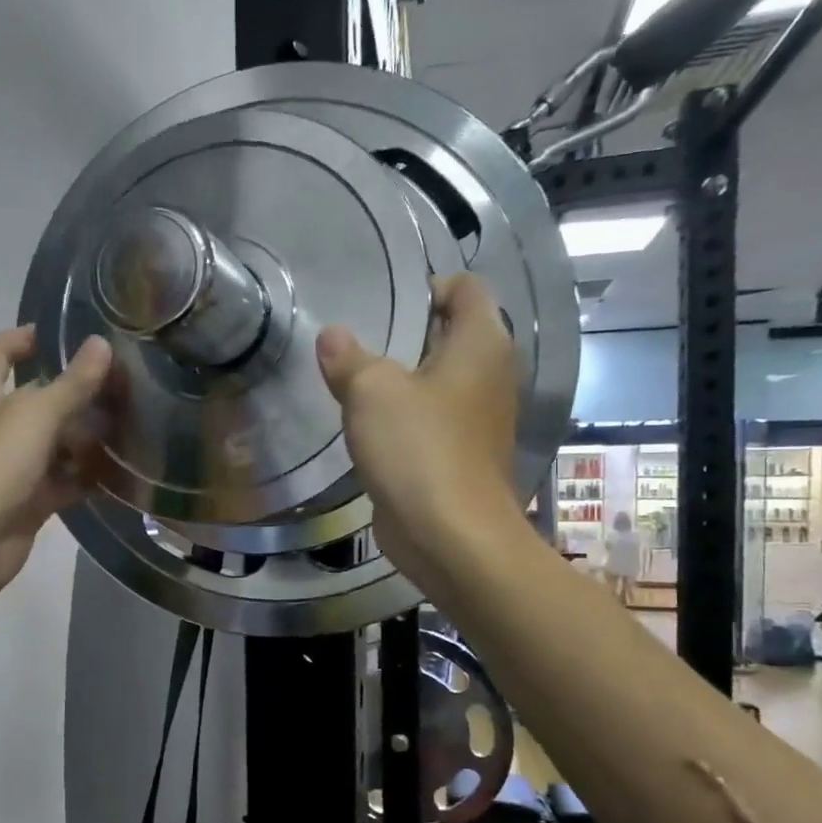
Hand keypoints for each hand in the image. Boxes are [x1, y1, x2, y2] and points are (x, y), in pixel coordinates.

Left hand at [0, 325, 113, 604]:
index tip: (71, 332)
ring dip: (85, 436)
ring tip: (131, 424)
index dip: (30, 337)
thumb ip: (72, 383)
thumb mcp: (34, 416)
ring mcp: (8, 466)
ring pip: (52, 442)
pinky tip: (120, 469)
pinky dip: (84, 476)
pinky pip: (60, 480)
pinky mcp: (25, 500)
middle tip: (122, 384)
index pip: (1, 351)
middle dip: (74, 392)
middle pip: (35, 398)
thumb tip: (101, 344)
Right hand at [315, 273, 524, 598]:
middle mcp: (490, 375)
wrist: (451, 536)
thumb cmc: (418, 448)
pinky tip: (368, 426)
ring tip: (354, 379)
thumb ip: (348, 358)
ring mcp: (479, 420)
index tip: (382, 304)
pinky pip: (431, 421)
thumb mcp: (371, 392)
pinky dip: (405, 418)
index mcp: (481, 343)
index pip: (466, 288)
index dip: (427, 286)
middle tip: (357, 339)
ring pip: (438, 382)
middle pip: (451, 335)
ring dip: (402, 381)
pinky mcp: (462, 456)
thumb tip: (331, 336)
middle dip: (407, 335)